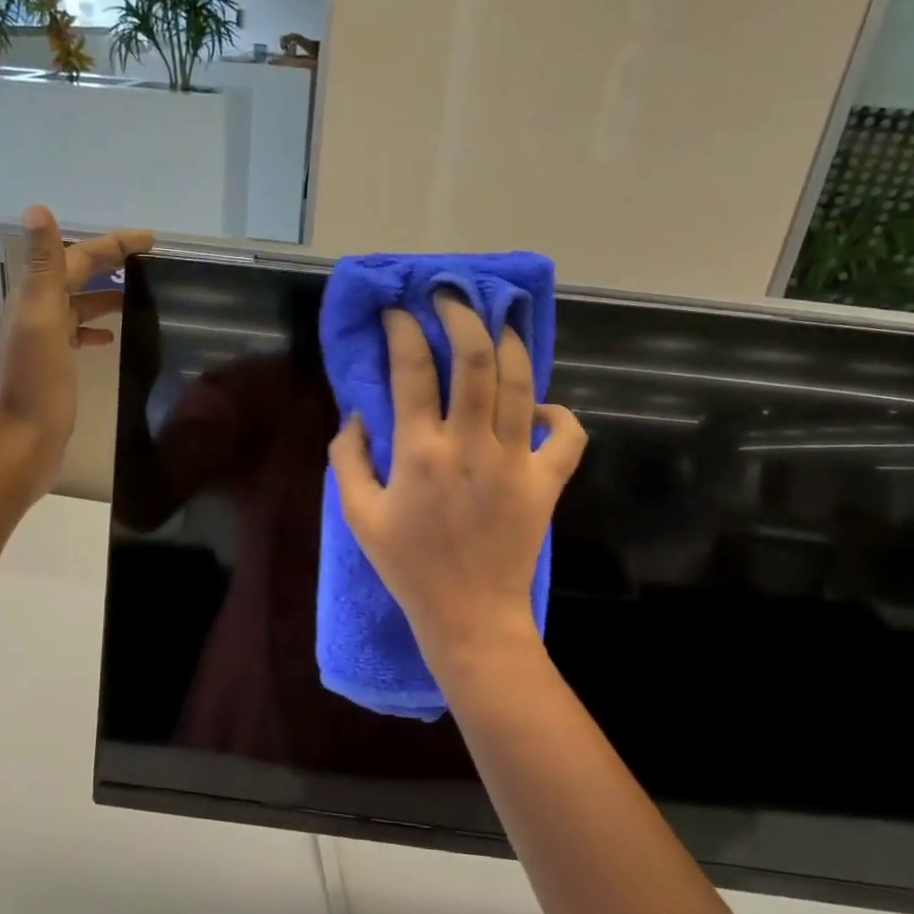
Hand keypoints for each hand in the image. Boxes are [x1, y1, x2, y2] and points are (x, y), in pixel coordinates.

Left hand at [0, 205, 151, 502]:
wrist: (22, 443)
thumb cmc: (35, 384)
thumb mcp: (40, 319)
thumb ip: (42, 265)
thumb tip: (35, 207)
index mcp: (35, 297)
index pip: (77, 256)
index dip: (112, 244)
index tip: (151, 240)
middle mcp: (37, 312)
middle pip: (77, 275)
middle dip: (111, 261)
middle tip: (150, 260)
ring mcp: (46, 340)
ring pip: (80, 304)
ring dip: (106, 293)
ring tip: (139, 293)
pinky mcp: (55, 365)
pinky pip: (78, 334)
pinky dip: (97, 328)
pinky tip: (113, 338)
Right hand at [328, 295, 586, 681]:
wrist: (469, 616)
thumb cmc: (408, 566)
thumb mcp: (359, 515)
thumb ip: (347, 458)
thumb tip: (356, 415)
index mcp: (420, 452)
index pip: (411, 370)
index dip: (403, 330)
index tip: (397, 311)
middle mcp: (471, 445)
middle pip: (475, 360)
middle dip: (462, 316)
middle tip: (451, 298)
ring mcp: (516, 462)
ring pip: (520, 383)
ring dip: (508, 343)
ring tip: (496, 323)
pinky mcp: (546, 483)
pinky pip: (566, 435)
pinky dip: (558, 412)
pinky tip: (536, 406)